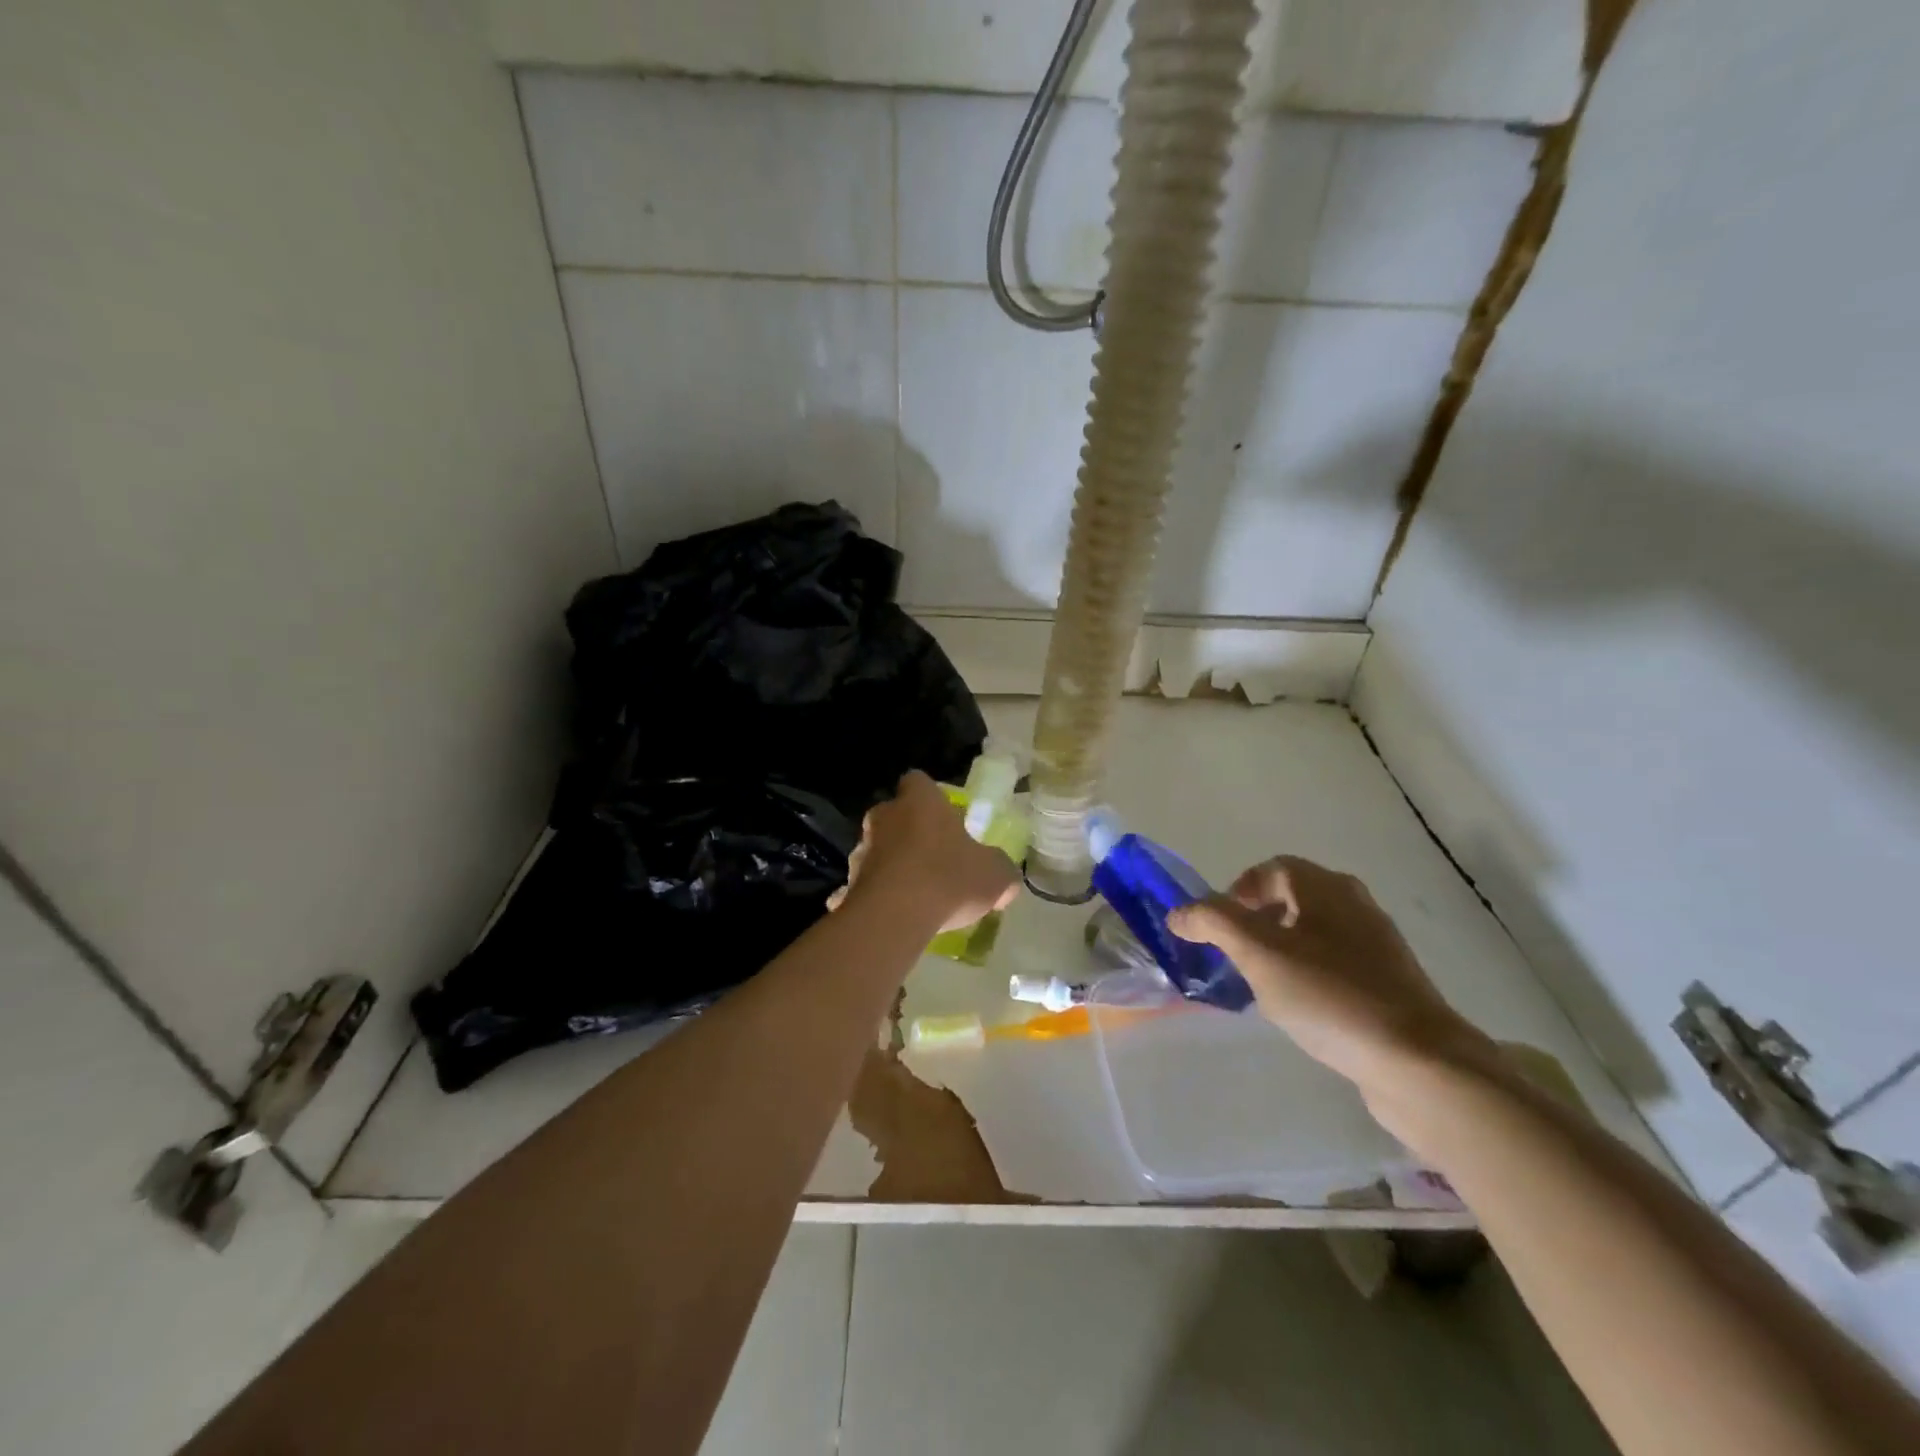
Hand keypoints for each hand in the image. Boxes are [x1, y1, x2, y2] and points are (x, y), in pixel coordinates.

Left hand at [827, 771, 1019, 931]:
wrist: (894, 916)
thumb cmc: (948, 878)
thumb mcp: (995, 875)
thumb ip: (1001, 870)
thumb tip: (1005, 878)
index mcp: (919, 800)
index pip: (918, 781)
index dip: (929, 797)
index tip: (944, 818)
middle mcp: (885, 816)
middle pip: (895, 814)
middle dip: (909, 832)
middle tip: (932, 857)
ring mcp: (862, 849)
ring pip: (878, 849)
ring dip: (892, 864)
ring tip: (913, 893)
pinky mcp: (849, 882)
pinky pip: (864, 885)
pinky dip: (875, 895)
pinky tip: (892, 916)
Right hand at [1168, 856, 1491, 1094]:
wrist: (1420, 1064)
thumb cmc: (1330, 995)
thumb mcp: (1258, 953)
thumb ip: (1212, 923)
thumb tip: (1178, 912)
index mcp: (1327, 888)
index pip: (1272, 868)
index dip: (1238, 890)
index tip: (1221, 929)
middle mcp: (1356, 906)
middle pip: (1292, 899)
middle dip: (1257, 923)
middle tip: (1238, 957)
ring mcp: (1378, 948)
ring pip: (1314, 934)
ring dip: (1282, 951)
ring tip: (1265, 988)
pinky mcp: (1391, 986)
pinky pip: (1336, 967)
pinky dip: (1310, 977)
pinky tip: (1304, 1011)